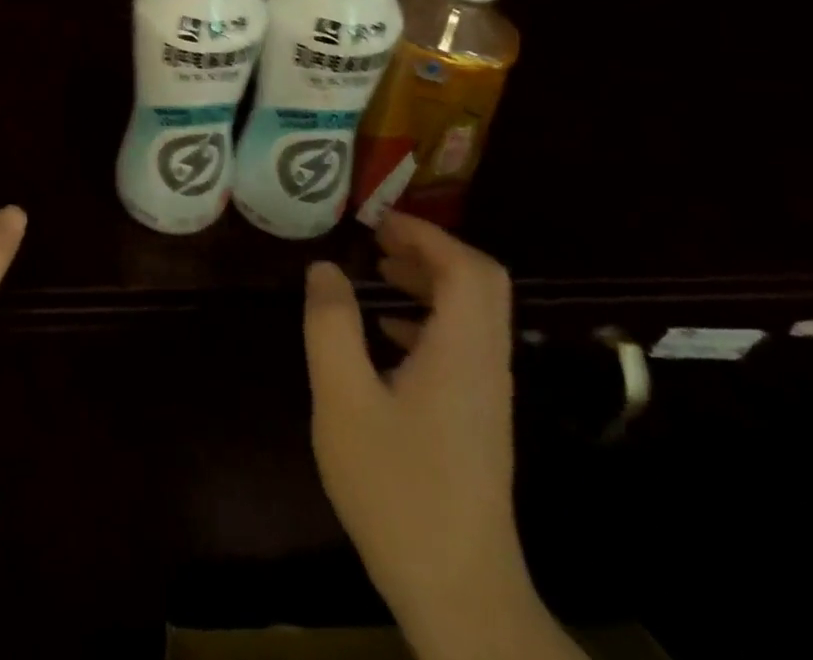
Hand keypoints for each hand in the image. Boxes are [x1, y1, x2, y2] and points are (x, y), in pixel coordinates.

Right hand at [303, 214, 544, 653]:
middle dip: (429, 250)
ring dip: (429, 282)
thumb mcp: (343, 398)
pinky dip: (428, 319)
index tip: (377, 221)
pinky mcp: (478, 420)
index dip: (427, 234)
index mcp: (463, 353)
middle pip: (479, 285)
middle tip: (376, 238)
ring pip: (473, 315)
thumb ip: (331, 325)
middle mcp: (487, 366)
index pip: (469, 269)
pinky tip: (387, 334)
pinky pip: (463, 345)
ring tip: (377, 271)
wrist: (458, 591)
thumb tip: (324, 268)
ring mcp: (487, 396)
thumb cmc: (396, 487)